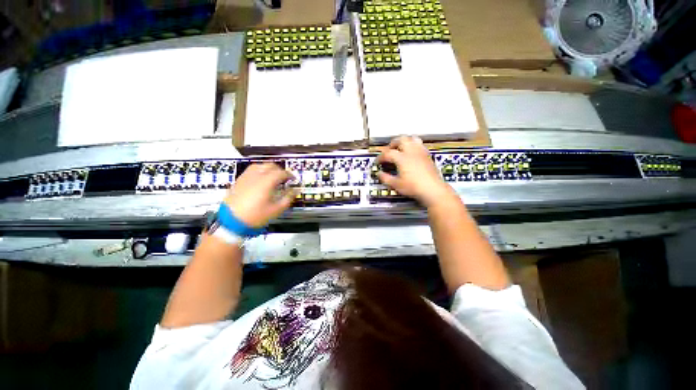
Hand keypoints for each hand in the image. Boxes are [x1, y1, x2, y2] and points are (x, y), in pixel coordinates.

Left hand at [224, 163, 295, 227]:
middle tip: (283, 179)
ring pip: (260, 165)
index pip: (281, 173)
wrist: (231, 219)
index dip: (289, 175)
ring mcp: (247, 175)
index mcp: (267, 181)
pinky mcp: (239, 179)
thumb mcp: (274, 211)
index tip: (293, 180)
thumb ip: (287, 199)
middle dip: (279, 171)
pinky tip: (259, 180)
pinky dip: (259, 171)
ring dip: (268, 169)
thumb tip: (294, 191)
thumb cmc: (254, 216)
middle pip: (271, 166)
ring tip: (271, 177)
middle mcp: (257, 174)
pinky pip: (251, 170)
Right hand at [377, 136, 456, 207]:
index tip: (378, 162)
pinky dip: (414, 145)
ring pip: (412, 138)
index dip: (381, 157)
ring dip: (404, 141)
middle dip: (393, 144)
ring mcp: (421, 152)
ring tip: (401, 148)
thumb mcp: (397, 185)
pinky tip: (413, 153)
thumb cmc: (414, 187)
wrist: (433, 189)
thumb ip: (386, 178)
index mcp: (402, 158)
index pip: (388, 153)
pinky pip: (420, 145)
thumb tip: (379, 174)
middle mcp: (411, 151)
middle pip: (400, 139)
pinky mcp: (428, 155)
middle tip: (389, 151)